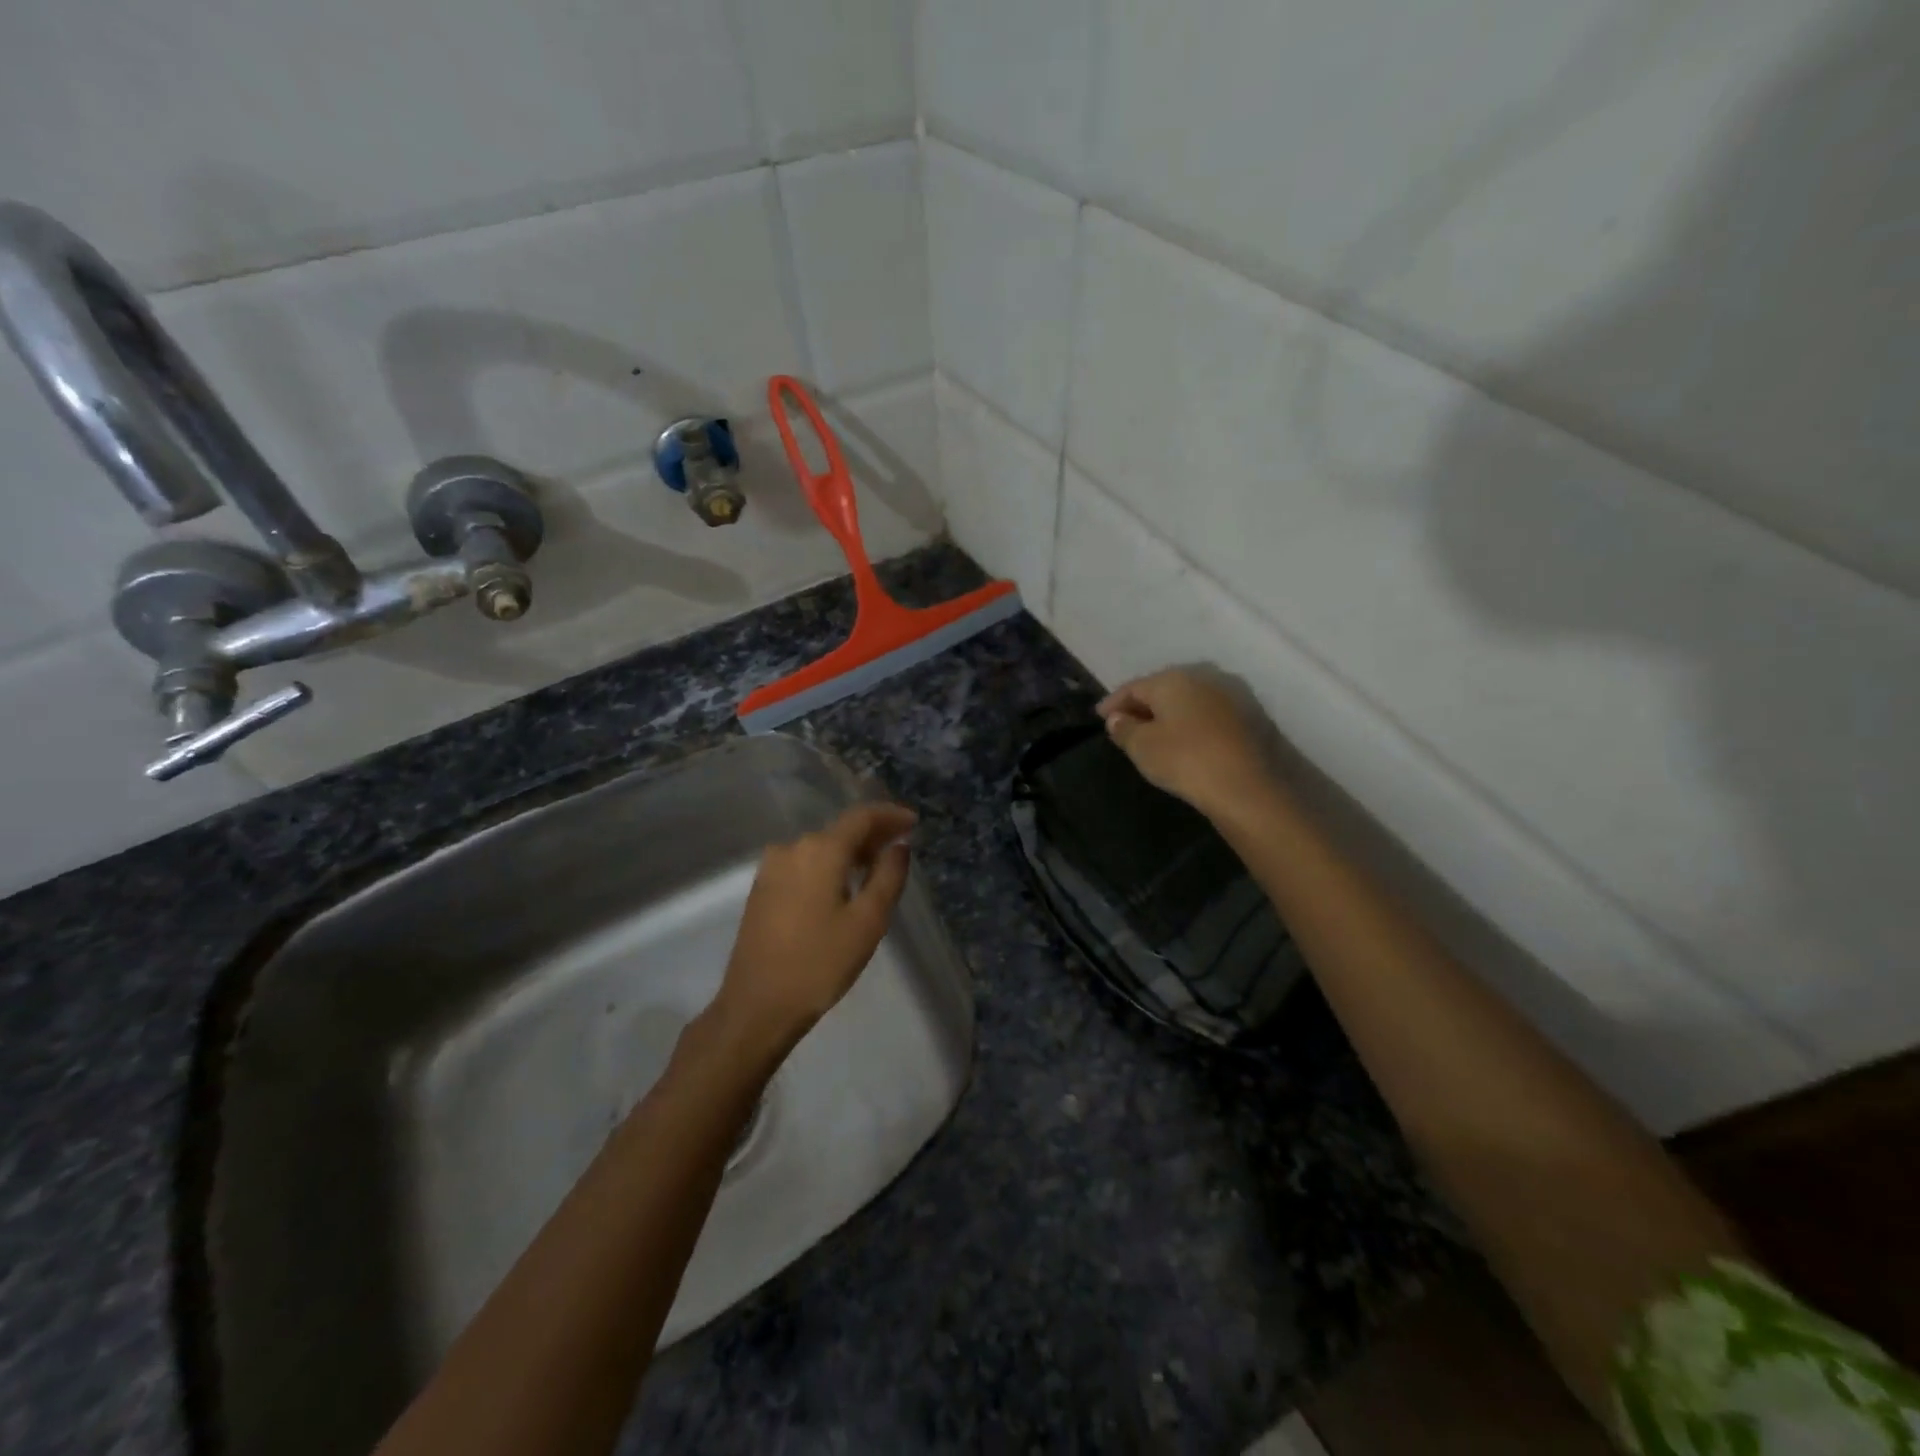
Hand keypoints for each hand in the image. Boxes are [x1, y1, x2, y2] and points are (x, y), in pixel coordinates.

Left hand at [708, 802, 916, 1056]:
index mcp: (820, 850)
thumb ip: (888, 876)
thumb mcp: (868, 922)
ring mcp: (772, 867)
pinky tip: (842, 886)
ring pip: (821, 847)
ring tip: (875, 869)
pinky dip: (828, 866)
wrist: (756, 1006)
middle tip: (900, 847)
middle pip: (840, 830)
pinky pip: (804, 863)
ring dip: (850, 852)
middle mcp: (792, 848)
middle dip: (872, 835)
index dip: (890, 815)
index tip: (914, 822)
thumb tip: (898, 847)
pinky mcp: (762, 888)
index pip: (861, 816)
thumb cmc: (820, 963)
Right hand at [1097, 669, 1276, 817]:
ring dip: (1169, 714)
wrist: (1248, 787)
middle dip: (1142, 705)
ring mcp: (1230, 695)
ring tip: (1154, 733)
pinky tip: (1184, 740)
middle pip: (1162, 689)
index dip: (1113, 702)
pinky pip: (1207, 714)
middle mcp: (1203, 677)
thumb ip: (1124, 729)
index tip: (1099, 717)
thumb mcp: (1142, 747)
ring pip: (1188, 701)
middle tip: (1125, 723)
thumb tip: (1117, 718)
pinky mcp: (1250, 716)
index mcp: (1173, 679)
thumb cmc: (1185, 760)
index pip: (1133, 687)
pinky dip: (1191, 723)